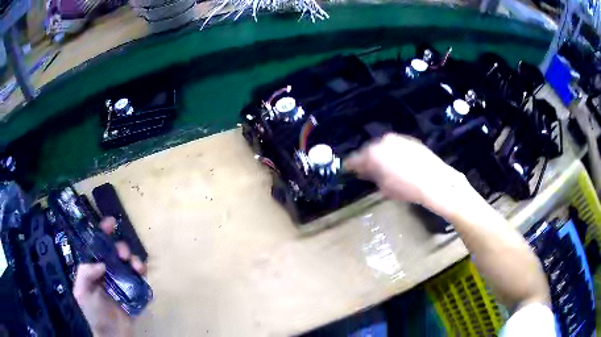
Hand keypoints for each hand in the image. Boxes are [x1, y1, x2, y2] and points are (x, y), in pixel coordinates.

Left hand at [73, 217, 146, 336]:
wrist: (113, 334)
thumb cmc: (94, 313)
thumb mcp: (81, 293)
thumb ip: (85, 274)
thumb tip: (102, 262)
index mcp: (94, 269)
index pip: (97, 246)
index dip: (103, 232)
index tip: (111, 223)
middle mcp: (107, 271)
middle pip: (115, 251)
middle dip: (120, 247)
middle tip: (123, 254)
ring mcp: (121, 280)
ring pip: (128, 261)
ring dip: (133, 258)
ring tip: (136, 265)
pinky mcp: (133, 289)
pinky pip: (139, 276)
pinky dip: (142, 270)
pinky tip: (142, 272)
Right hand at [344, 133, 465, 208]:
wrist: (435, 182)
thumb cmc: (407, 188)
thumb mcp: (385, 187)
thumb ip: (372, 176)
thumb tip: (366, 172)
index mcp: (374, 153)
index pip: (355, 158)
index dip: (350, 166)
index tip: (348, 170)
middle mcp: (384, 141)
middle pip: (369, 150)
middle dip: (367, 160)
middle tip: (366, 170)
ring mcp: (398, 139)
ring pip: (383, 146)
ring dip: (380, 155)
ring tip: (383, 167)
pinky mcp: (410, 140)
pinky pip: (395, 146)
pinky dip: (392, 153)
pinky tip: (397, 163)